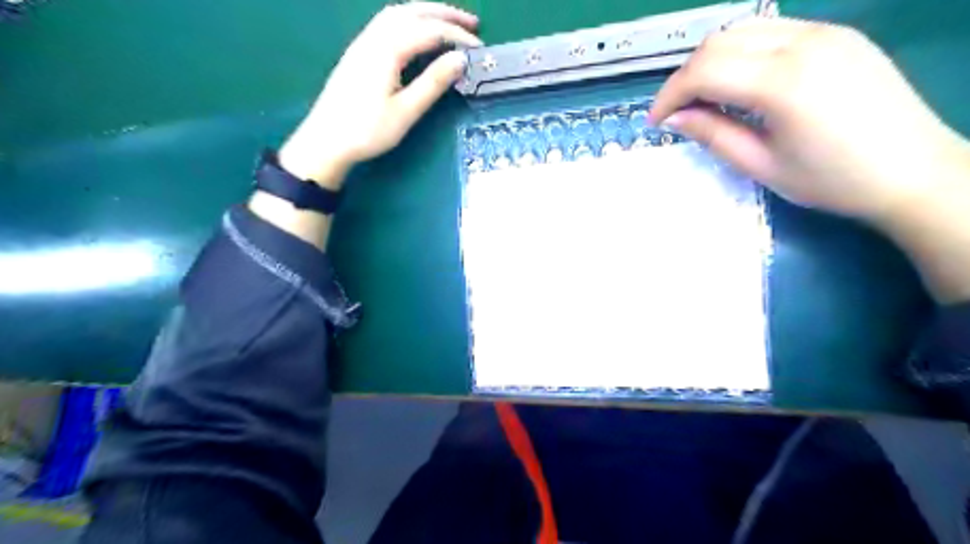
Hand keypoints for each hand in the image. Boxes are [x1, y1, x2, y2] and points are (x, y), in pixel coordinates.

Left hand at [280, 2, 477, 187]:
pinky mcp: (358, 53)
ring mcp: (362, 43)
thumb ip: (433, 83)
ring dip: (426, 13)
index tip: (479, 47)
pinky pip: (387, 23)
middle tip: (472, 21)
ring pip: (398, 14)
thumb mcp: (406, 111)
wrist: (325, 141)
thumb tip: (460, 60)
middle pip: (413, 12)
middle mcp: (373, 37)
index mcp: (387, 50)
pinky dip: (410, 20)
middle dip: (445, 14)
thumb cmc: (367, 131)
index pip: (429, 31)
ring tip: (449, 23)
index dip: (457, 36)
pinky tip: (418, 33)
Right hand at [646, 18, 969, 225]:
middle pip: (719, 41)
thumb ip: (713, 134)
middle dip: (686, 76)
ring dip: (712, 61)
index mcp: (783, 82)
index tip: (656, 122)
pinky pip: (772, 32)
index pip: (704, 70)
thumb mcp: (761, 165)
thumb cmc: (831, 180)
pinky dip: (741, 54)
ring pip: (743, 29)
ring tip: (705, 99)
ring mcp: (825, 32)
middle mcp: (804, 42)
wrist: (913, 171)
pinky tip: (740, 84)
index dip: (670, 95)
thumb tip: (674, 119)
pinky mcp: (837, 35)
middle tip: (677, 112)